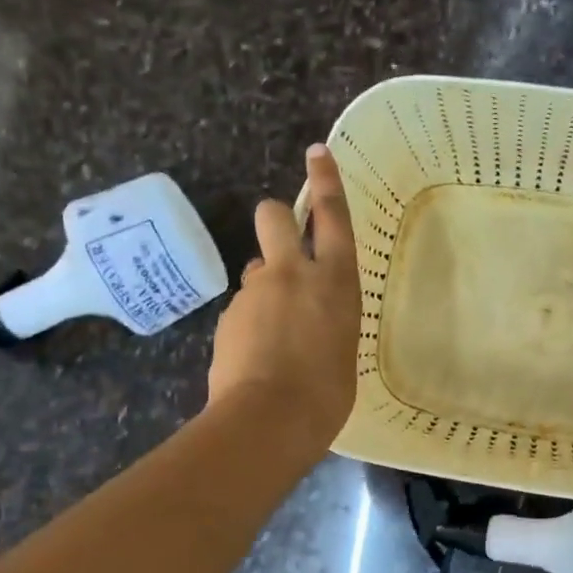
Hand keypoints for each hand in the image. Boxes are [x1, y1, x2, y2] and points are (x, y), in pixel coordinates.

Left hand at [207, 145, 360, 452]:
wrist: (269, 420)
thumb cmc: (327, 393)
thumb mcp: (345, 348)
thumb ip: (328, 320)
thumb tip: (310, 318)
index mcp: (335, 281)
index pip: (331, 217)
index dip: (325, 181)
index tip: (317, 152)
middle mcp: (293, 275)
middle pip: (274, 217)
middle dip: (276, 218)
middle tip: (281, 241)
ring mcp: (255, 292)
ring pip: (257, 270)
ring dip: (266, 288)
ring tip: (275, 335)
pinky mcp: (227, 316)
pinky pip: (244, 308)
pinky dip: (251, 324)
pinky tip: (257, 357)